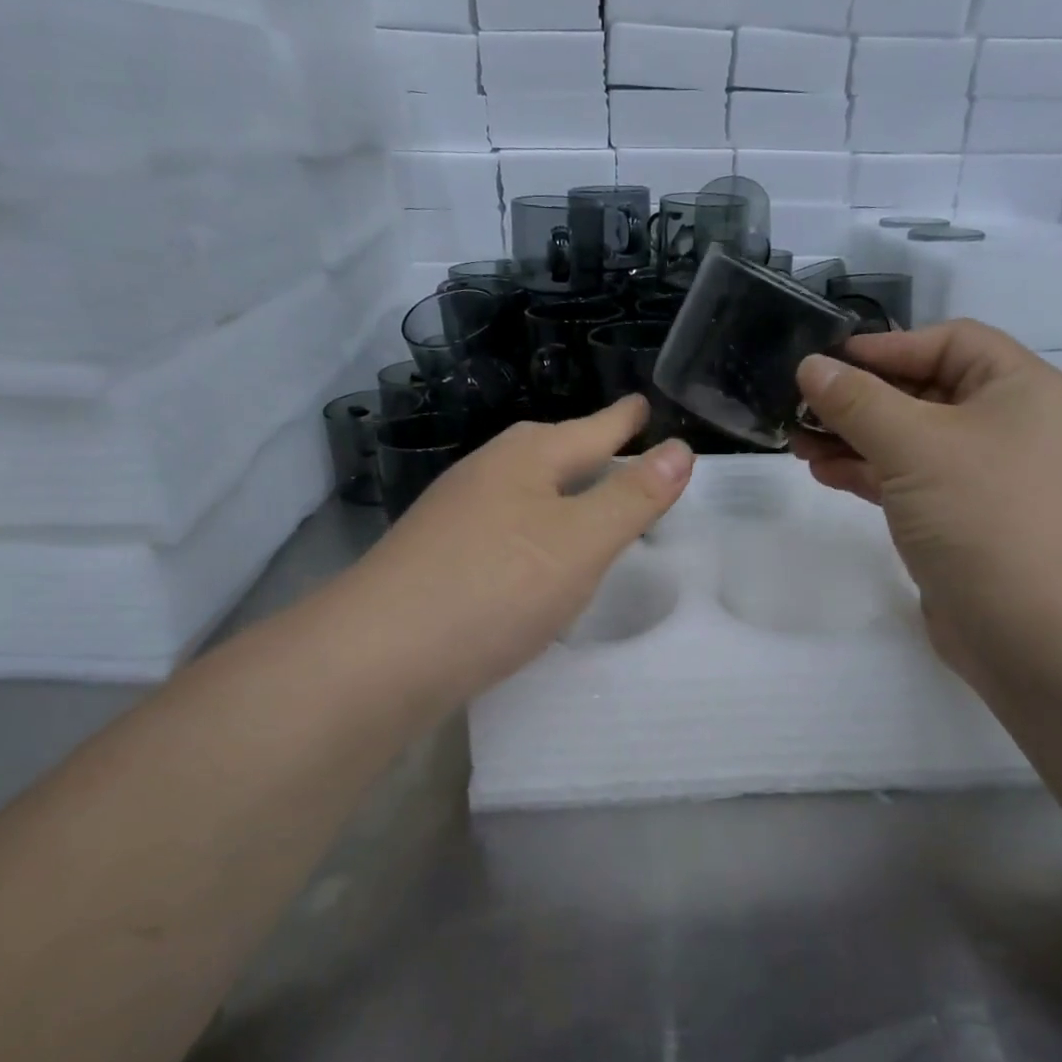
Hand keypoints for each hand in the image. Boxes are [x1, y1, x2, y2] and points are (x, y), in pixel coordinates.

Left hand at [339, 397, 692, 713]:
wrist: (379, 656)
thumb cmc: (496, 586)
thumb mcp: (581, 542)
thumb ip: (633, 497)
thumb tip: (681, 449)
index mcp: (525, 458)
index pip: (590, 429)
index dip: (622, 419)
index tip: (642, 404)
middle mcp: (486, 475)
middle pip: (549, 452)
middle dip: (587, 449)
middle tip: (620, 447)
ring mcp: (455, 517)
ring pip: (523, 491)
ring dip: (559, 491)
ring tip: (586, 499)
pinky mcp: (439, 558)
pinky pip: (504, 529)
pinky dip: (534, 531)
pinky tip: (535, 557)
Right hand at [791, 320, 1061, 681]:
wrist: (1034, 631)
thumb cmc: (982, 514)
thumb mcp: (913, 444)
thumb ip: (856, 401)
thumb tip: (809, 367)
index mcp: (1019, 388)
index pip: (949, 341)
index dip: (885, 346)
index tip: (825, 361)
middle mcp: (1007, 425)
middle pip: (923, 391)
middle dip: (859, 398)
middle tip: (800, 406)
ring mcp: (983, 476)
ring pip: (909, 439)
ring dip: (854, 437)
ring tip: (798, 442)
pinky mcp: (959, 519)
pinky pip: (907, 480)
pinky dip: (867, 473)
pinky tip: (824, 472)